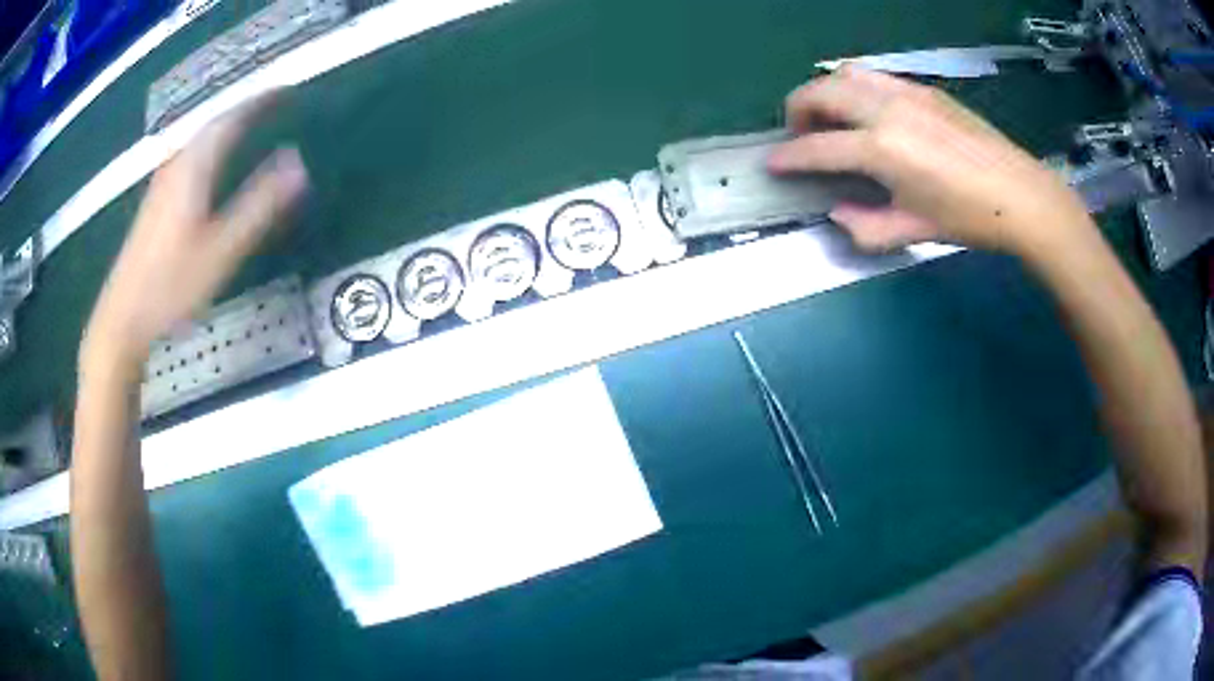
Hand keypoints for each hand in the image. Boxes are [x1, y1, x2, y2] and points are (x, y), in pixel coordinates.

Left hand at [82, 102, 307, 373]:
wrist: (122, 318)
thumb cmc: (171, 287)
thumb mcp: (221, 250)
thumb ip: (259, 206)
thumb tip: (299, 165)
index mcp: (194, 167)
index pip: (232, 118)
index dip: (261, 101)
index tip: (288, 90)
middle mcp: (176, 165)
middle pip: (214, 123)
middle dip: (245, 109)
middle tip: (273, 103)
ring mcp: (162, 183)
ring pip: (199, 140)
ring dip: (226, 126)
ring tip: (250, 124)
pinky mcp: (155, 203)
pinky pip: (190, 157)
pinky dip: (210, 147)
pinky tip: (213, 162)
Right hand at [768, 67, 1094, 257]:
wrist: (1020, 195)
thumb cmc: (969, 219)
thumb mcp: (914, 231)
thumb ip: (866, 226)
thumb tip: (838, 212)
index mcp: (882, 149)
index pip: (818, 147)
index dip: (789, 156)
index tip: (772, 163)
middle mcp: (887, 109)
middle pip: (822, 92)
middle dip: (798, 109)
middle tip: (800, 134)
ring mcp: (906, 92)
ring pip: (846, 75)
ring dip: (826, 92)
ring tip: (832, 117)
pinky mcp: (924, 89)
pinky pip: (875, 77)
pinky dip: (856, 88)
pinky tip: (869, 112)